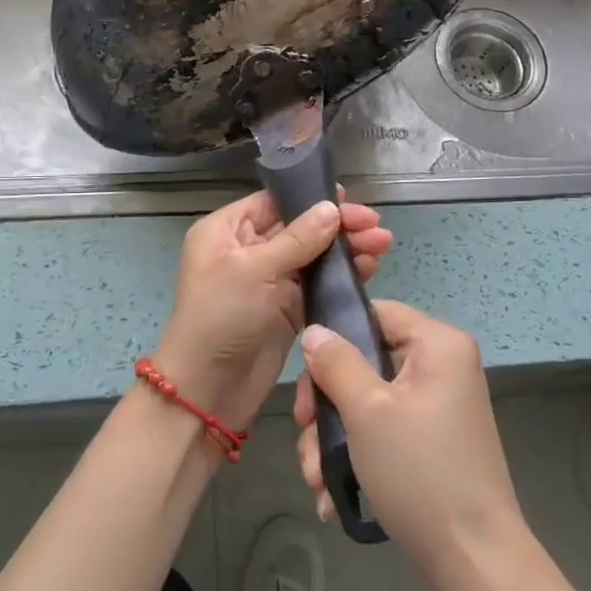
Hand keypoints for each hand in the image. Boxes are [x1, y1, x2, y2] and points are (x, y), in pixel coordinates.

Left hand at [151, 191, 391, 434]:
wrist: (208, 392)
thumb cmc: (220, 318)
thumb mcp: (254, 270)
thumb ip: (297, 239)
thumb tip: (332, 208)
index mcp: (227, 230)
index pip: (275, 203)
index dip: (311, 199)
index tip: (350, 199)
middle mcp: (247, 249)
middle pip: (299, 227)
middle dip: (337, 226)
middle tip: (377, 227)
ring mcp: (268, 280)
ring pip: (313, 255)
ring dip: (345, 249)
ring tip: (383, 244)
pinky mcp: (286, 308)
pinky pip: (317, 283)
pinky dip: (341, 276)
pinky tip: (368, 269)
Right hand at [294, 300, 525, 568]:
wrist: (474, 561)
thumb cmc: (420, 472)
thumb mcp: (366, 411)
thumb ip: (336, 363)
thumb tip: (314, 331)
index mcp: (438, 344)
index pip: (375, 312)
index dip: (335, 336)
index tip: (306, 377)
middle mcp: (443, 366)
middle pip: (366, 360)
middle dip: (327, 404)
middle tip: (304, 434)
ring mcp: (439, 405)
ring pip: (369, 400)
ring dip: (334, 437)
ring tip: (316, 479)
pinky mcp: (433, 440)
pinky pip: (385, 428)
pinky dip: (358, 454)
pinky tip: (333, 493)